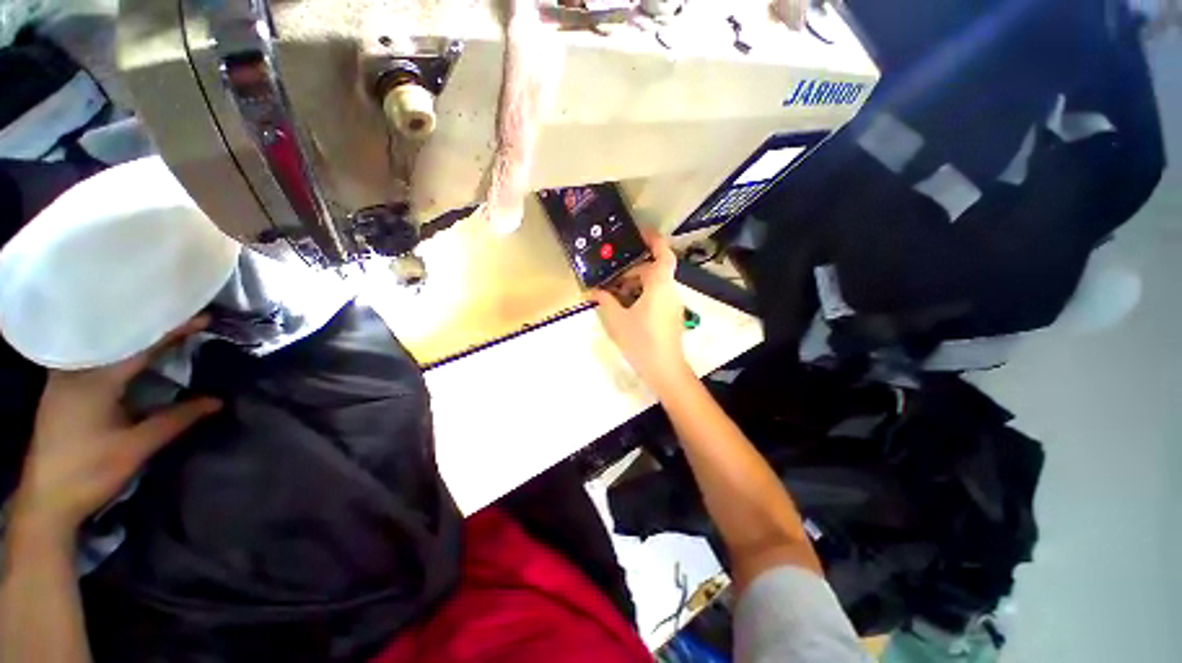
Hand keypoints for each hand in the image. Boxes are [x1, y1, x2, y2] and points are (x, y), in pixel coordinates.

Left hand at [11, 317, 221, 542]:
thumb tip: (217, 401)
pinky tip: (130, 357)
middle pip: (119, 341)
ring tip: (163, 333)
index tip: (203, 318)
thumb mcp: (136, 448)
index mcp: (93, 381)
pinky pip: (93, 360)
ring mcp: (63, 380)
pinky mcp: (60, 390)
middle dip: (153, 330)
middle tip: (185, 321)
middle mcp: (75, 371)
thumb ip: (176, 419)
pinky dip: (117, 354)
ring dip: (134, 341)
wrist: (46, 501)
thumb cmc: (90, 472)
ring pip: (104, 349)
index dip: (173, 331)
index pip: (139, 346)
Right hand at [588, 231, 693, 392]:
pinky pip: (657, 296)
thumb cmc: (642, 341)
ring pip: (655, 284)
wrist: (665, 369)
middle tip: (613, 279)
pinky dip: (642, 295)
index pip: (663, 255)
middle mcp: (670, 291)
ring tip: (616, 295)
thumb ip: (606, 301)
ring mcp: (672, 304)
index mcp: (659, 286)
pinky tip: (627, 308)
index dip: (654, 240)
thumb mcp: (618, 320)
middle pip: (654, 270)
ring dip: (636, 284)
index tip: (640, 233)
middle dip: (634, 270)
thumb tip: (594, 290)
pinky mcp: (671, 315)